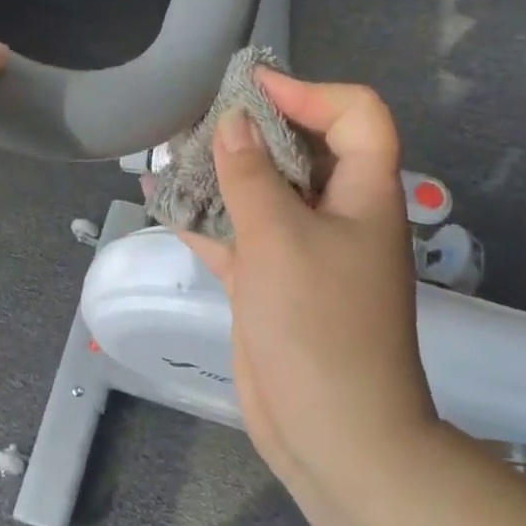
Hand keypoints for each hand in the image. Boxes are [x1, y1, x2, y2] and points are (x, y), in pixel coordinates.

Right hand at [176, 72, 436, 493]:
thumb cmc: (319, 326)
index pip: (356, 114)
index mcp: (363, 193)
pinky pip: (238, 232)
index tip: (250, 89)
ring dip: (221, 170)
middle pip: (301, 147)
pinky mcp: (272, 280)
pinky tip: (161, 200)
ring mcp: (302, 249)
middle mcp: (337, 213)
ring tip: (170, 152)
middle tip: (199, 117)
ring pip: (263, 190)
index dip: (309, 91)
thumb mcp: (280, 239)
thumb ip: (250, 174)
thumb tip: (232, 119)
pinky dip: (205, 216)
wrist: (334, 436)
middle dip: (252, 128)